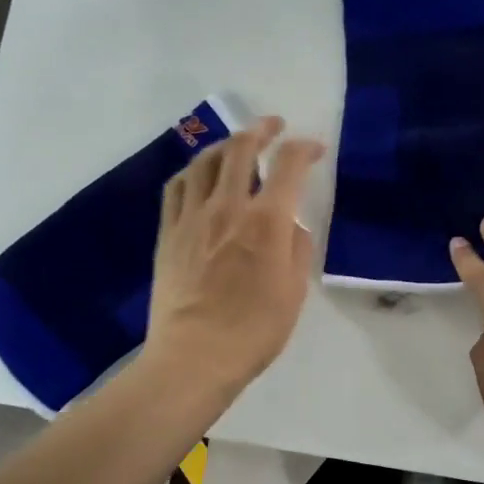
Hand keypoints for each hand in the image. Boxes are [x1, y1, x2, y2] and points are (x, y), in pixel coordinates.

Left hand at [143, 116, 324, 394]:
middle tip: (274, 126)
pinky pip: (177, 187)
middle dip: (261, 129)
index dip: (304, 148)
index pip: (288, 165)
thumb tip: (291, 227)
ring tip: (236, 146)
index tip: (314, 149)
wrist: (194, 357)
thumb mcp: (294, 291)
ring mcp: (192, 218)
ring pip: (205, 161)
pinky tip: (200, 175)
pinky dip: (193, 171)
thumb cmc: (254, 330)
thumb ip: (297, 249)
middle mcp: (228, 207)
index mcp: (266, 222)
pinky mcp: (169, 233)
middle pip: (241, 149)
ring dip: (225, 145)